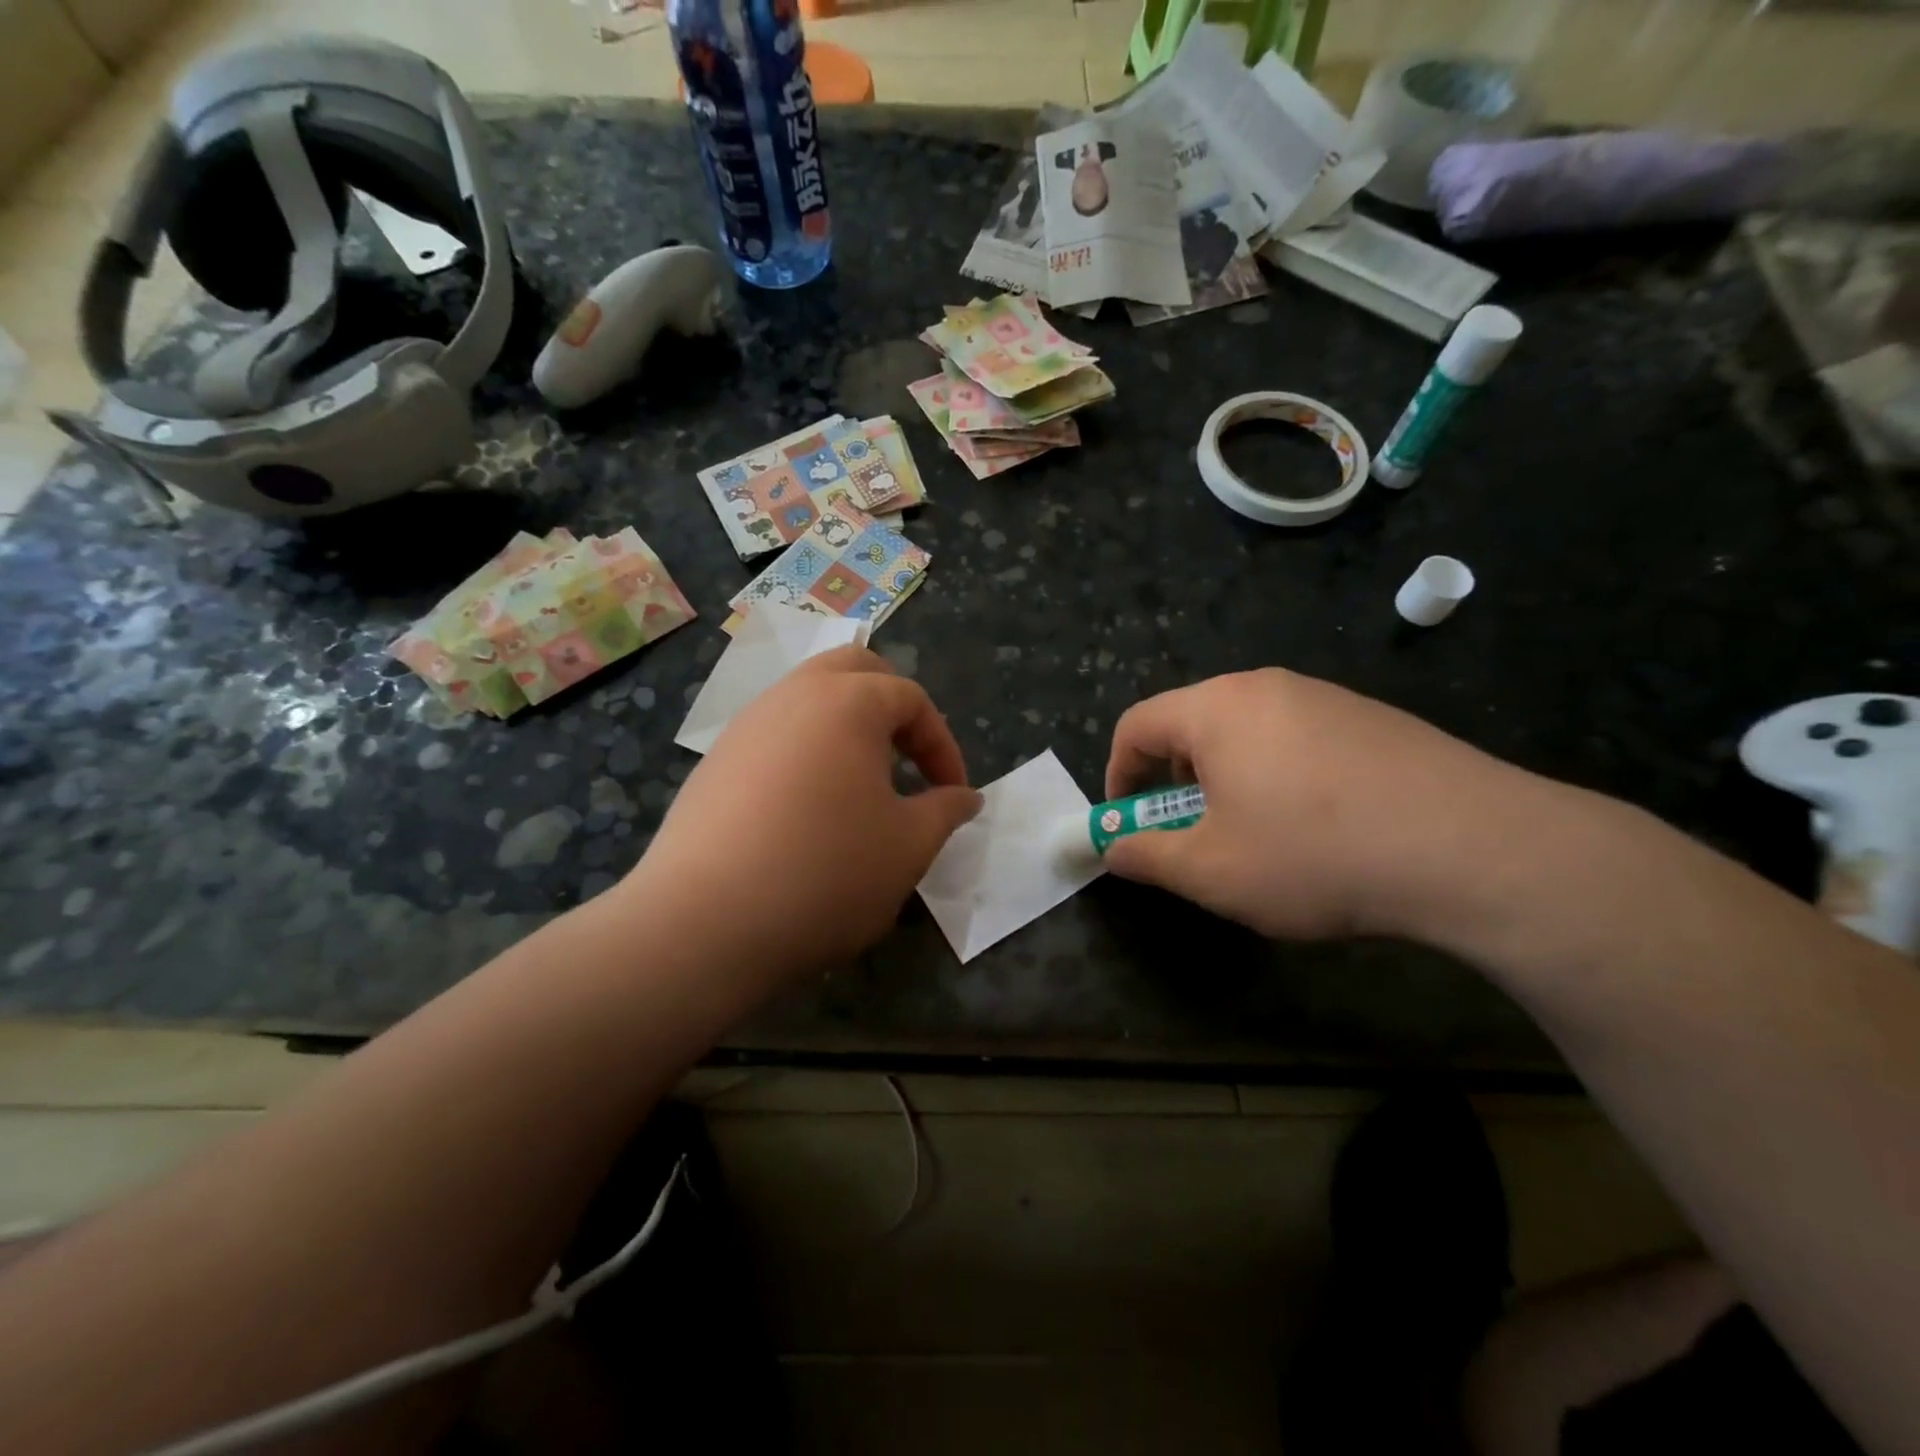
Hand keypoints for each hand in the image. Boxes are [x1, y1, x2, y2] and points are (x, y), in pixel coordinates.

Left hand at [627, 646, 981, 978]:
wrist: (702, 924)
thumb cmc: (825, 873)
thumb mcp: (908, 847)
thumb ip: (945, 811)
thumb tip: (966, 796)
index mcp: (848, 702)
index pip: (911, 699)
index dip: (943, 745)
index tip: (953, 794)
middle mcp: (792, 696)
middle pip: (854, 669)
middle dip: (891, 704)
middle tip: (908, 757)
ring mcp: (746, 726)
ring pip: (807, 696)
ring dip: (845, 725)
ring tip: (861, 783)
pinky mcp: (714, 762)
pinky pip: (773, 734)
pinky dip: (805, 751)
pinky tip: (807, 809)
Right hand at [1104, 669, 1554, 943]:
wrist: (1474, 849)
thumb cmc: (1315, 855)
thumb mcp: (1211, 871)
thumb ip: (1147, 857)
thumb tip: (1113, 849)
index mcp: (1217, 709)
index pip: (1137, 724)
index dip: (1118, 775)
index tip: (1128, 824)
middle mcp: (1267, 687)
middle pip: (1191, 723)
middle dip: (1173, 780)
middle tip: (1191, 833)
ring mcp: (1326, 697)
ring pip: (1246, 732)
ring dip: (1226, 780)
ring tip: (1255, 836)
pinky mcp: (1373, 718)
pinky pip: (1298, 739)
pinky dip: (1278, 776)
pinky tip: (1318, 827)